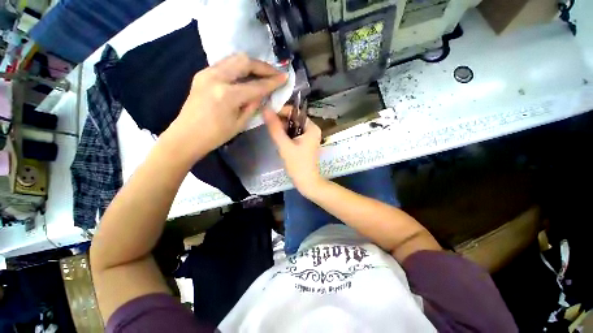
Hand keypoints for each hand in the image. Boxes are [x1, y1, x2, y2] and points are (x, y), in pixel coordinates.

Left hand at [167, 53, 287, 158]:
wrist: (186, 136)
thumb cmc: (215, 136)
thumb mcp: (240, 123)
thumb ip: (253, 105)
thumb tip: (263, 94)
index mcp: (227, 95)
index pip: (256, 85)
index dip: (272, 82)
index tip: (284, 78)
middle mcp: (216, 78)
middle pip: (244, 62)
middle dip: (263, 66)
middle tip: (274, 73)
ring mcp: (207, 73)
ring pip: (234, 59)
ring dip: (251, 64)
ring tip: (263, 73)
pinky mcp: (202, 74)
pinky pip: (225, 64)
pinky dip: (239, 67)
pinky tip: (246, 76)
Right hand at [263, 108, 322, 195]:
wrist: (307, 182)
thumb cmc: (298, 164)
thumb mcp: (284, 146)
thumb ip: (275, 128)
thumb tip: (265, 109)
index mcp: (311, 127)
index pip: (295, 112)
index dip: (280, 111)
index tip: (268, 116)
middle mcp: (312, 129)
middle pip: (294, 119)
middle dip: (281, 121)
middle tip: (269, 126)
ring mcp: (309, 137)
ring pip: (293, 127)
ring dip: (282, 129)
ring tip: (273, 134)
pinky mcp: (306, 144)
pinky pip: (294, 134)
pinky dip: (286, 135)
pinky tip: (279, 140)